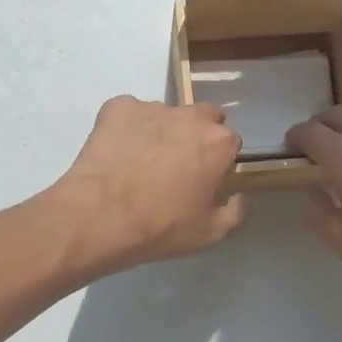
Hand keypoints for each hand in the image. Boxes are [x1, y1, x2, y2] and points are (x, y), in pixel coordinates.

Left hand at [53, 96, 246, 271]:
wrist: (101, 215)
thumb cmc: (162, 227)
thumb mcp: (210, 234)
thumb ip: (236, 212)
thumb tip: (240, 197)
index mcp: (218, 142)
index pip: (230, 142)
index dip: (219, 160)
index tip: (205, 178)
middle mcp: (190, 116)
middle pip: (203, 116)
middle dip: (197, 133)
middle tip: (179, 163)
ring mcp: (152, 107)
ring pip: (165, 114)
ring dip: (160, 131)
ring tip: (140, 161)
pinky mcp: (118, 107)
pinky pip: (128, 114)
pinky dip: (126, 128)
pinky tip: (117, 153)